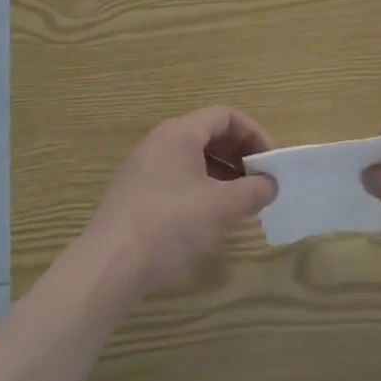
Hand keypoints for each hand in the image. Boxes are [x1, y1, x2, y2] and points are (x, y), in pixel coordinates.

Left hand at [83, 106, 277, 293]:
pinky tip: (209, 216)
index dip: (254, 134)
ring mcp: (144, 166)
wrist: (109, 265)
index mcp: (180, 133)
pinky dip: (201, 186)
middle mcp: (160, 141)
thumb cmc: (170, 225)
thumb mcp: (221, 208)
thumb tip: (270, 184)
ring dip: (222, 173)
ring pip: (193, 157)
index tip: (271, 162)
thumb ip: (253, 191)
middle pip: (208, 134)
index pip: (225, 116)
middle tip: (259, 182)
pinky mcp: (136, 192)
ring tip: (240, 201)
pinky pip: (177, 176)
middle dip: (239, 155)